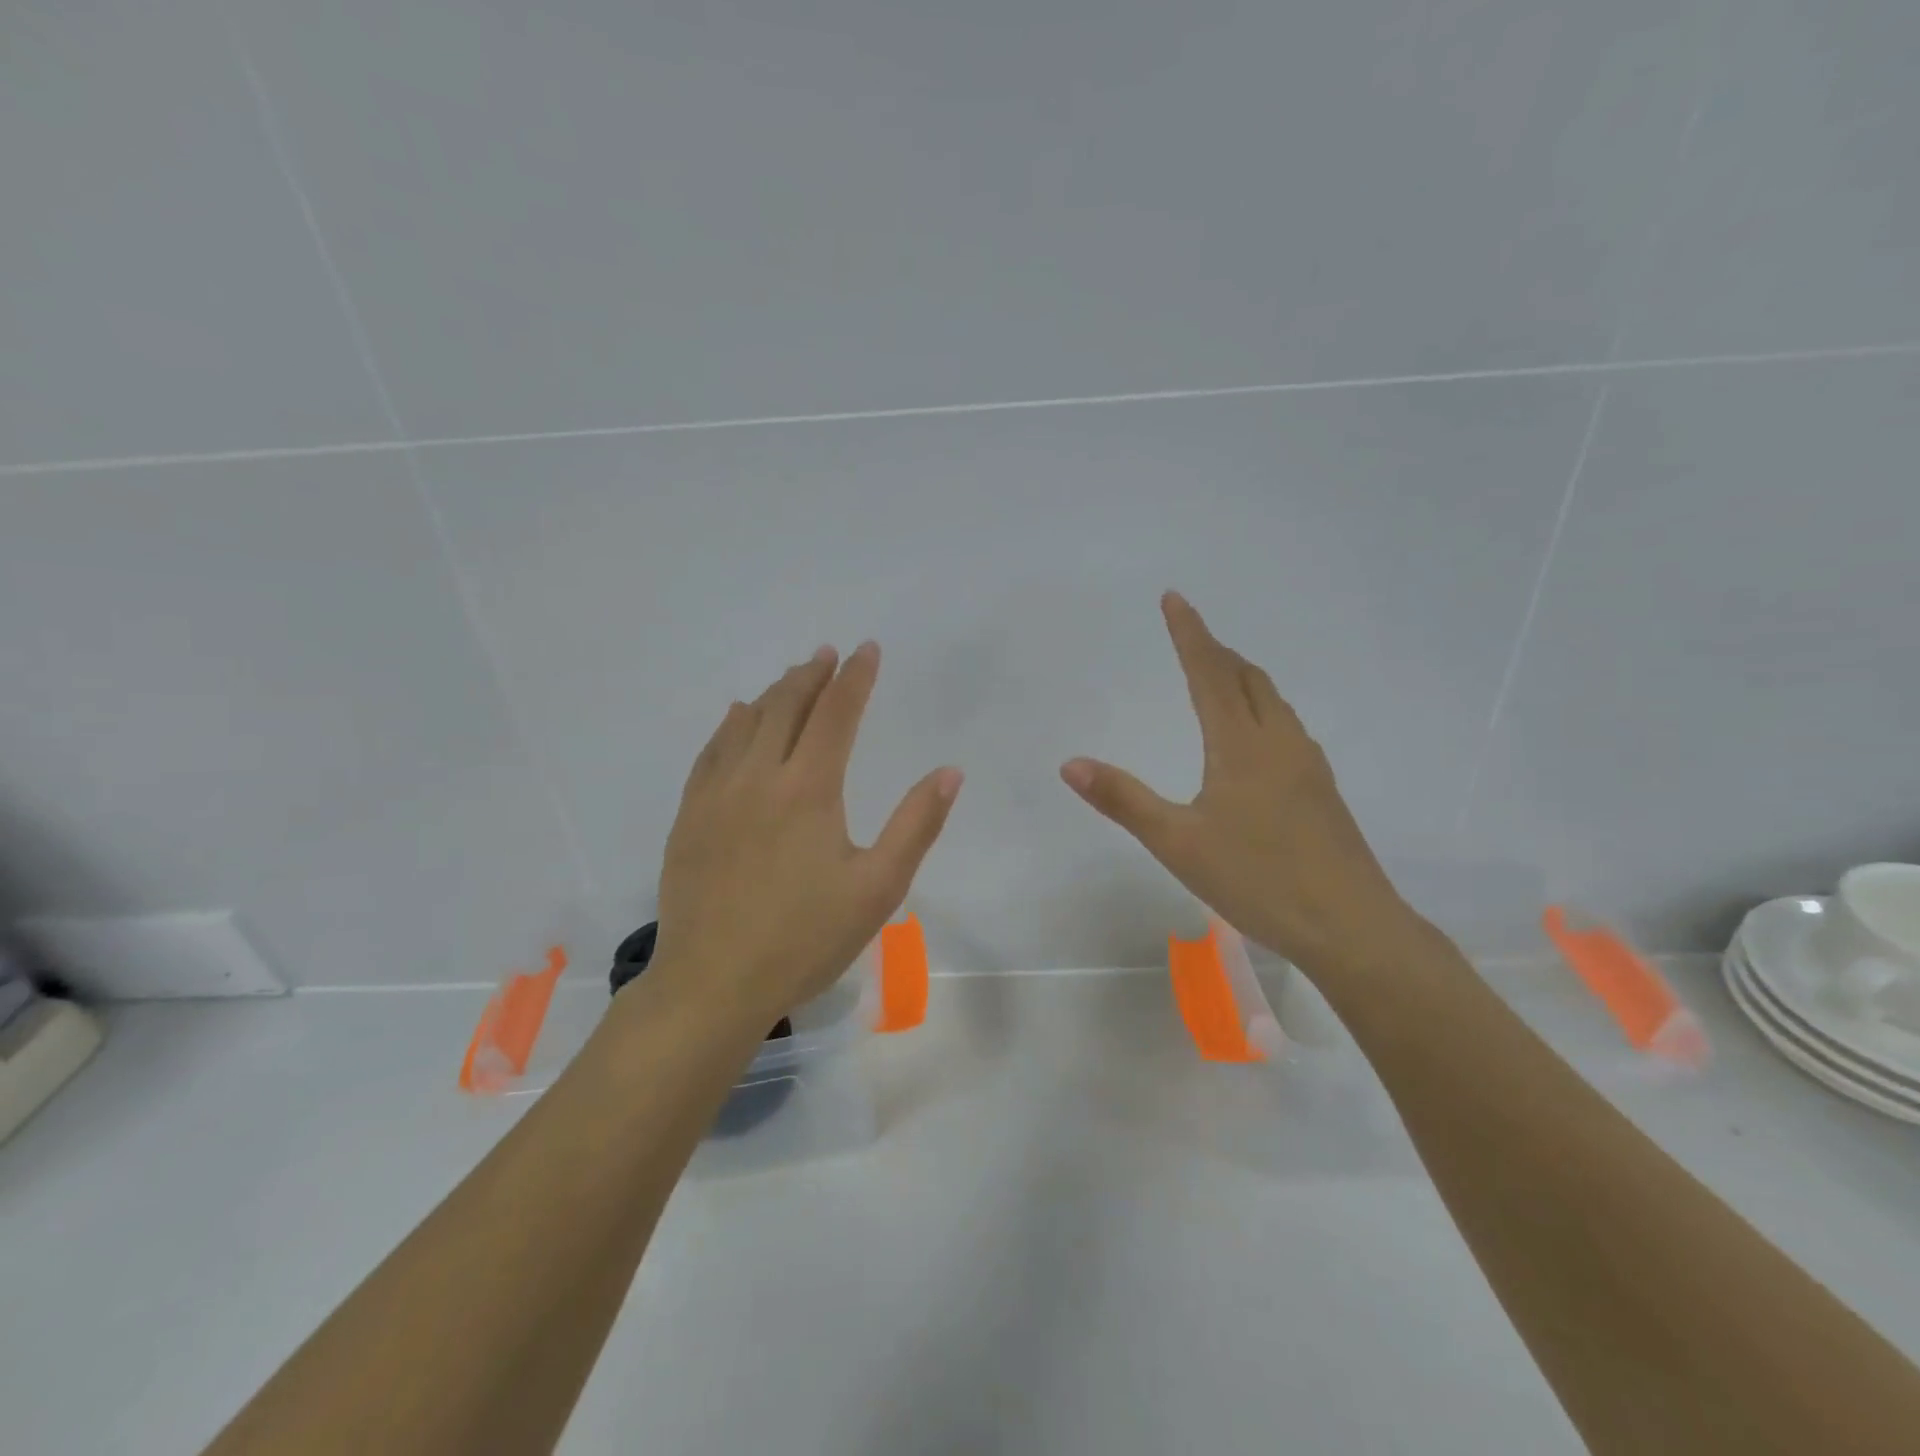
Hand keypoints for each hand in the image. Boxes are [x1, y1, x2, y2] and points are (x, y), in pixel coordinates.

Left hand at [652, 642, 961, 1023]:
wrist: (713, 984)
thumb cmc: (805, 939)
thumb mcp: (878, 887)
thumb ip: (916, 824)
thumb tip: (949, 772)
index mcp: (809, 788)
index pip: (836, 713)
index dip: (855, 677)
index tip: (867, 650)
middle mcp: (759, 776)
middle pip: (787, 706)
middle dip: (812, 675)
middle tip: (828, 654)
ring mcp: (717, 794)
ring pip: (746, 723)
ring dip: (774, 693)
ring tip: (792, 677)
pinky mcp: (690, 816)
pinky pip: (711, 751)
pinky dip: (731, 725)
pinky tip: (737, 718)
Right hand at [1061, 593, 1424, 983]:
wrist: (1352, 926)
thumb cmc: (1258, 879)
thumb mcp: (1177, 843)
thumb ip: (1123, 800)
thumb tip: (1070, 763)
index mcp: (1241, 745)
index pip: (1209, 673)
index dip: (1189, 633)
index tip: (1174, 597)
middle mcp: (1279, 742)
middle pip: (1247, 678)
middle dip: (1216, 651)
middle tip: (1190, 637)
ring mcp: (1308, 765)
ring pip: (1273, 702)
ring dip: (1242, 678)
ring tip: (1219, 677)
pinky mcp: (1322, 790)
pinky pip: (1287, 727)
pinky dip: (1262, 709)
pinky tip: (1257, 739)